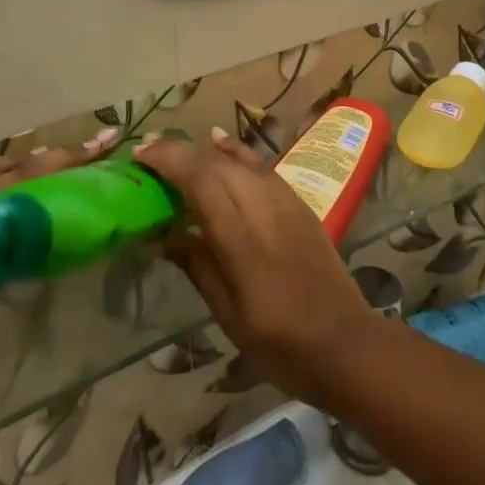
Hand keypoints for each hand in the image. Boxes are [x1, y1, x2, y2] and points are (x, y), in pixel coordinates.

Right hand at [134, 128, 374, 406]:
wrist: (345, 342)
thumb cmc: (279, 342)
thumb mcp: (228, 314)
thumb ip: (196, 265)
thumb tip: (160, 234)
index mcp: (240, 238)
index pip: (199, 180)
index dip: (168, 161)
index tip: (139, 157)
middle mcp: (261, 206)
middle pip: (215, 164)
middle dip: (179, 152)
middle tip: (148, 156)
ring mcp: (283, 199)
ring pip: (237, 159)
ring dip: (203, 150)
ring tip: (175, 149)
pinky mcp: (297, 200)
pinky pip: (260, 164)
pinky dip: (236, 150)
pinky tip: (219, 141)